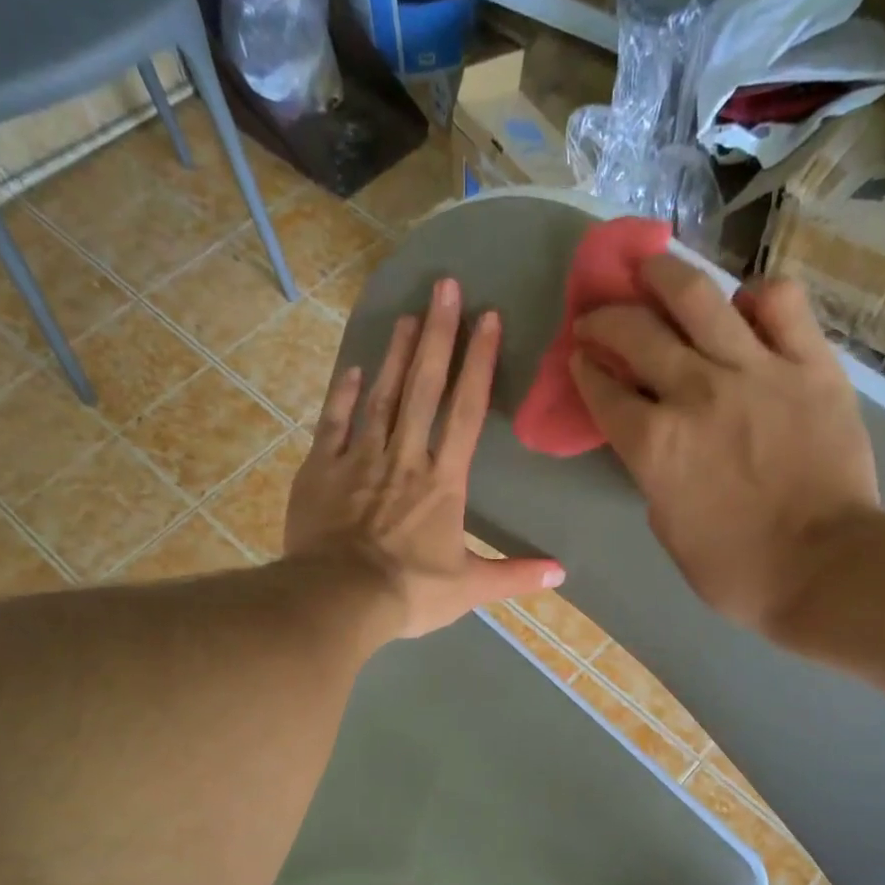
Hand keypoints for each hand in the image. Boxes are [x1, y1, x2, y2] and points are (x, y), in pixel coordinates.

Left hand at [287, 277, 563, 638]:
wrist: (340, 598)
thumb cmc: (410, 593)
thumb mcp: (469, 588)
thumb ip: (515, 575)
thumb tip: (562, 573)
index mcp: (443, 481)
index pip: (466, 411)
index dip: (479, 364)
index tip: (488, 318)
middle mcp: (404, 457)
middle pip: (424, 387)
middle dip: (437, 335)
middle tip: (444, 286)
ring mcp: (359, 459)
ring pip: (382, 396)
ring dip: (396, 355)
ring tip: (407, 314)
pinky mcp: (322, 470)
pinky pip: (334, 423)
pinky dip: (344, 395)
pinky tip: (354, 369)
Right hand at [569, 255, 879, 640]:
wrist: (825, 567)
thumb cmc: (736, 569)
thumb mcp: (669, 528)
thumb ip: (654, 474)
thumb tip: (658, 440)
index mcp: (654, 444)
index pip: (603, 390)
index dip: (584, 369)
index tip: (580, 358)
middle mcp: (695, 392)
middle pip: (635, 332)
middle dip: (604, 319)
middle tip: (597, 317)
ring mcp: (755, 370)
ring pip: (698, 296)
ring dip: (662, 274)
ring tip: (650, 266)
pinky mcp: (809, 363)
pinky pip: (781, 302)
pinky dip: (756, 295)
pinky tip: (744, 304)